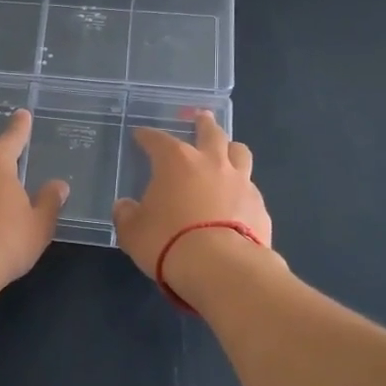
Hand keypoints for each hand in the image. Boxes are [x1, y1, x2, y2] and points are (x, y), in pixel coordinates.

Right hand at [111, 111, 273, 292]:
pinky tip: (237, 200)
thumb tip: (125, 207)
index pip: (158, 140)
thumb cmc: (168, 241)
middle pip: (210, 133)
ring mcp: (241, 182)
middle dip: (203, 123)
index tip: (141, 136)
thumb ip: (127, 215)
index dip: (147, 136)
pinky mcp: (260, 206)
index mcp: (176, 162)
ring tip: (227, 151)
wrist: (221, 268)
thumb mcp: (133, 232)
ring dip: (230, 149)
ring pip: (240, 152)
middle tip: (201, 117)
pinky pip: (250, 188)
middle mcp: (211, 163)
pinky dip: (241, 188)